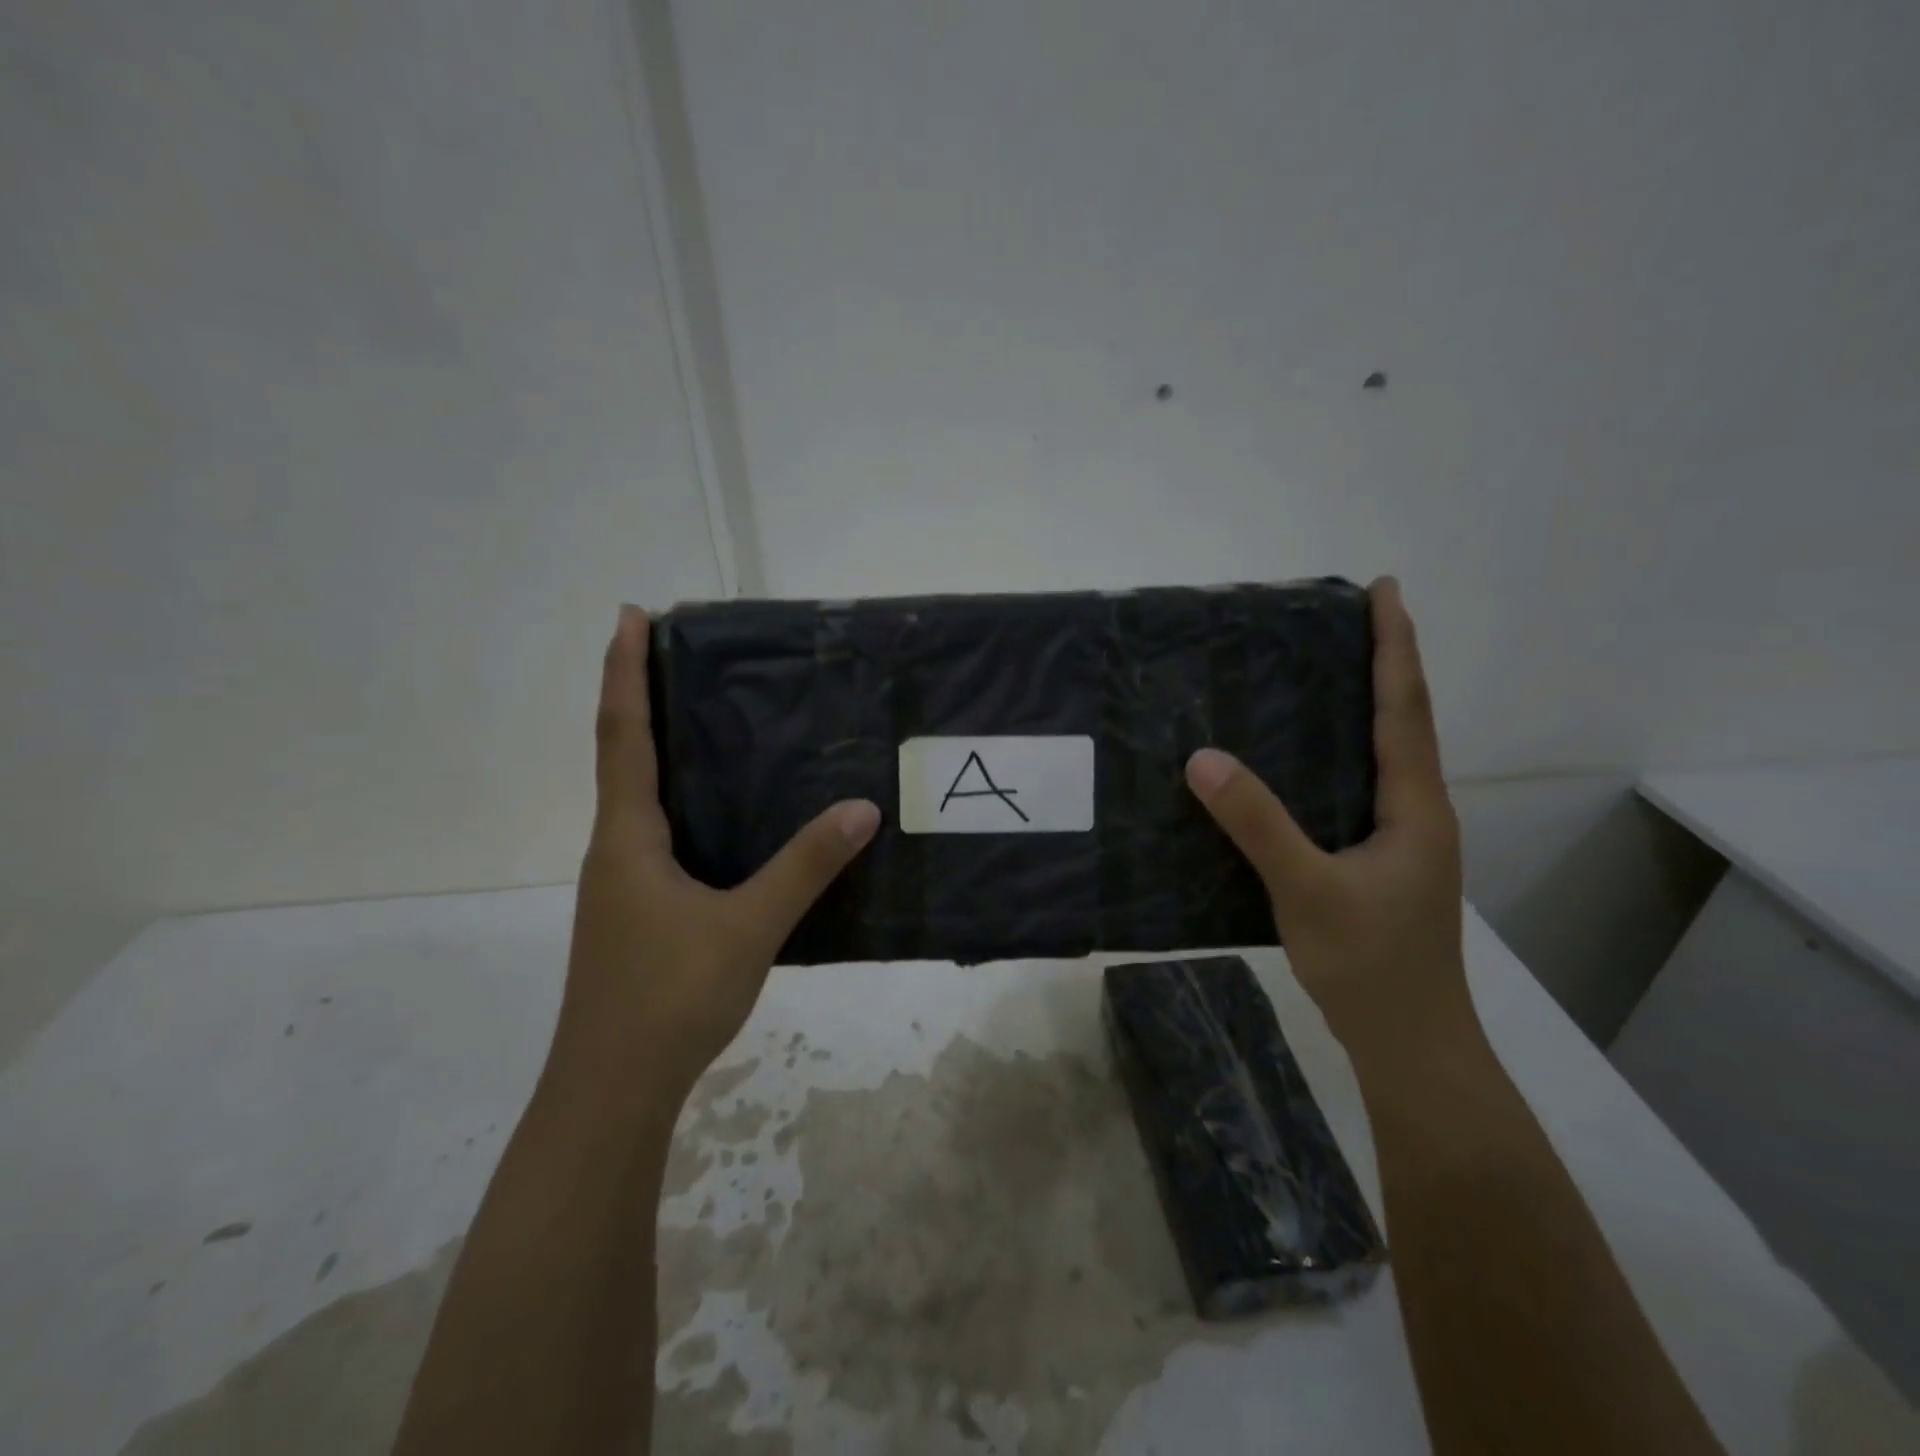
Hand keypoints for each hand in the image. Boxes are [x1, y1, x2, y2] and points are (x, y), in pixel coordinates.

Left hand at [546, 605, 880, 1112]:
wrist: (611, 1090)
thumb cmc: (668, 998)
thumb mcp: (747, 927)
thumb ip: (805, 866)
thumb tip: (861, 808)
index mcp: (627, 838)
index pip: (624, 735)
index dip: (625, 673)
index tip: (630, 616)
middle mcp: (615, 850)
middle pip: (624, 756)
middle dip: (645, 699)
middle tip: (684, 656)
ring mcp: (622, 884)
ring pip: (640, 799)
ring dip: (661, 751)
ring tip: (710, 722)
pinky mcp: (637, 912)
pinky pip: (658, 834)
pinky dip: (681, 802)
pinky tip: (724, 817)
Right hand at [1184, 577, 1469, 1062]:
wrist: (1409, 1040)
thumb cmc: (1371, 964)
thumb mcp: (1308, 890)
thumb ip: (1258, 824)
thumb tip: (1203, 758)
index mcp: (1414, 806)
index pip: (1404, 709)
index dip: (1395, 647)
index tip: (1385, 590)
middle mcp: (1416, 812)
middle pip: (1402, 722)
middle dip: (1382, 664)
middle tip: (1344, 621)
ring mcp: (1400, 839)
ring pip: (1382, 756)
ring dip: (1363, 707)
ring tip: (1320, 674)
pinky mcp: (1378, 862)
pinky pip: (1357, 787)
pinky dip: (1339, 754)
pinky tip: (1299, 762)